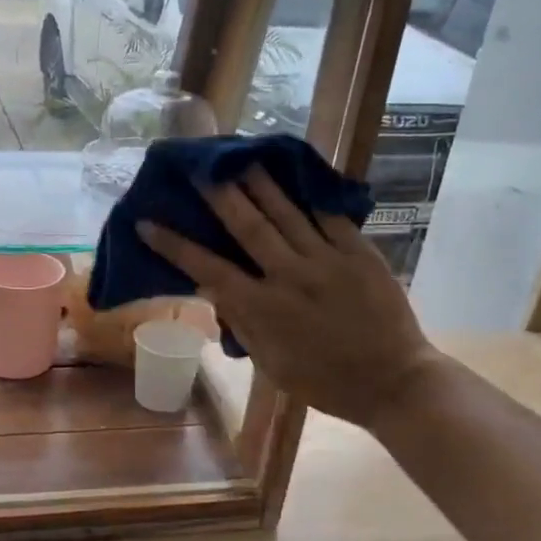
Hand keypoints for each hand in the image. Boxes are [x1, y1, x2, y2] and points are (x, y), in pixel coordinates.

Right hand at [137, 168, 441, 430]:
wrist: (393, 383)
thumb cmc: (323, 382)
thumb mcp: (270, 363)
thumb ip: (241, 323)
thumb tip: (214, 288)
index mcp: (263, 310)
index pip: (208, 269)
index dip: (174, 245)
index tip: (147, 223)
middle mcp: (290, 277)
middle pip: (248, 226)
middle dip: (220, 194)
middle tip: (200, 167)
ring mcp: (327, 260)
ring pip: (287, 212)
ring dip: (260, 183)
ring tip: (241, 157)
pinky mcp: (360, 252)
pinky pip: (329, 216)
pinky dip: (309, 194)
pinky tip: (294, 174)